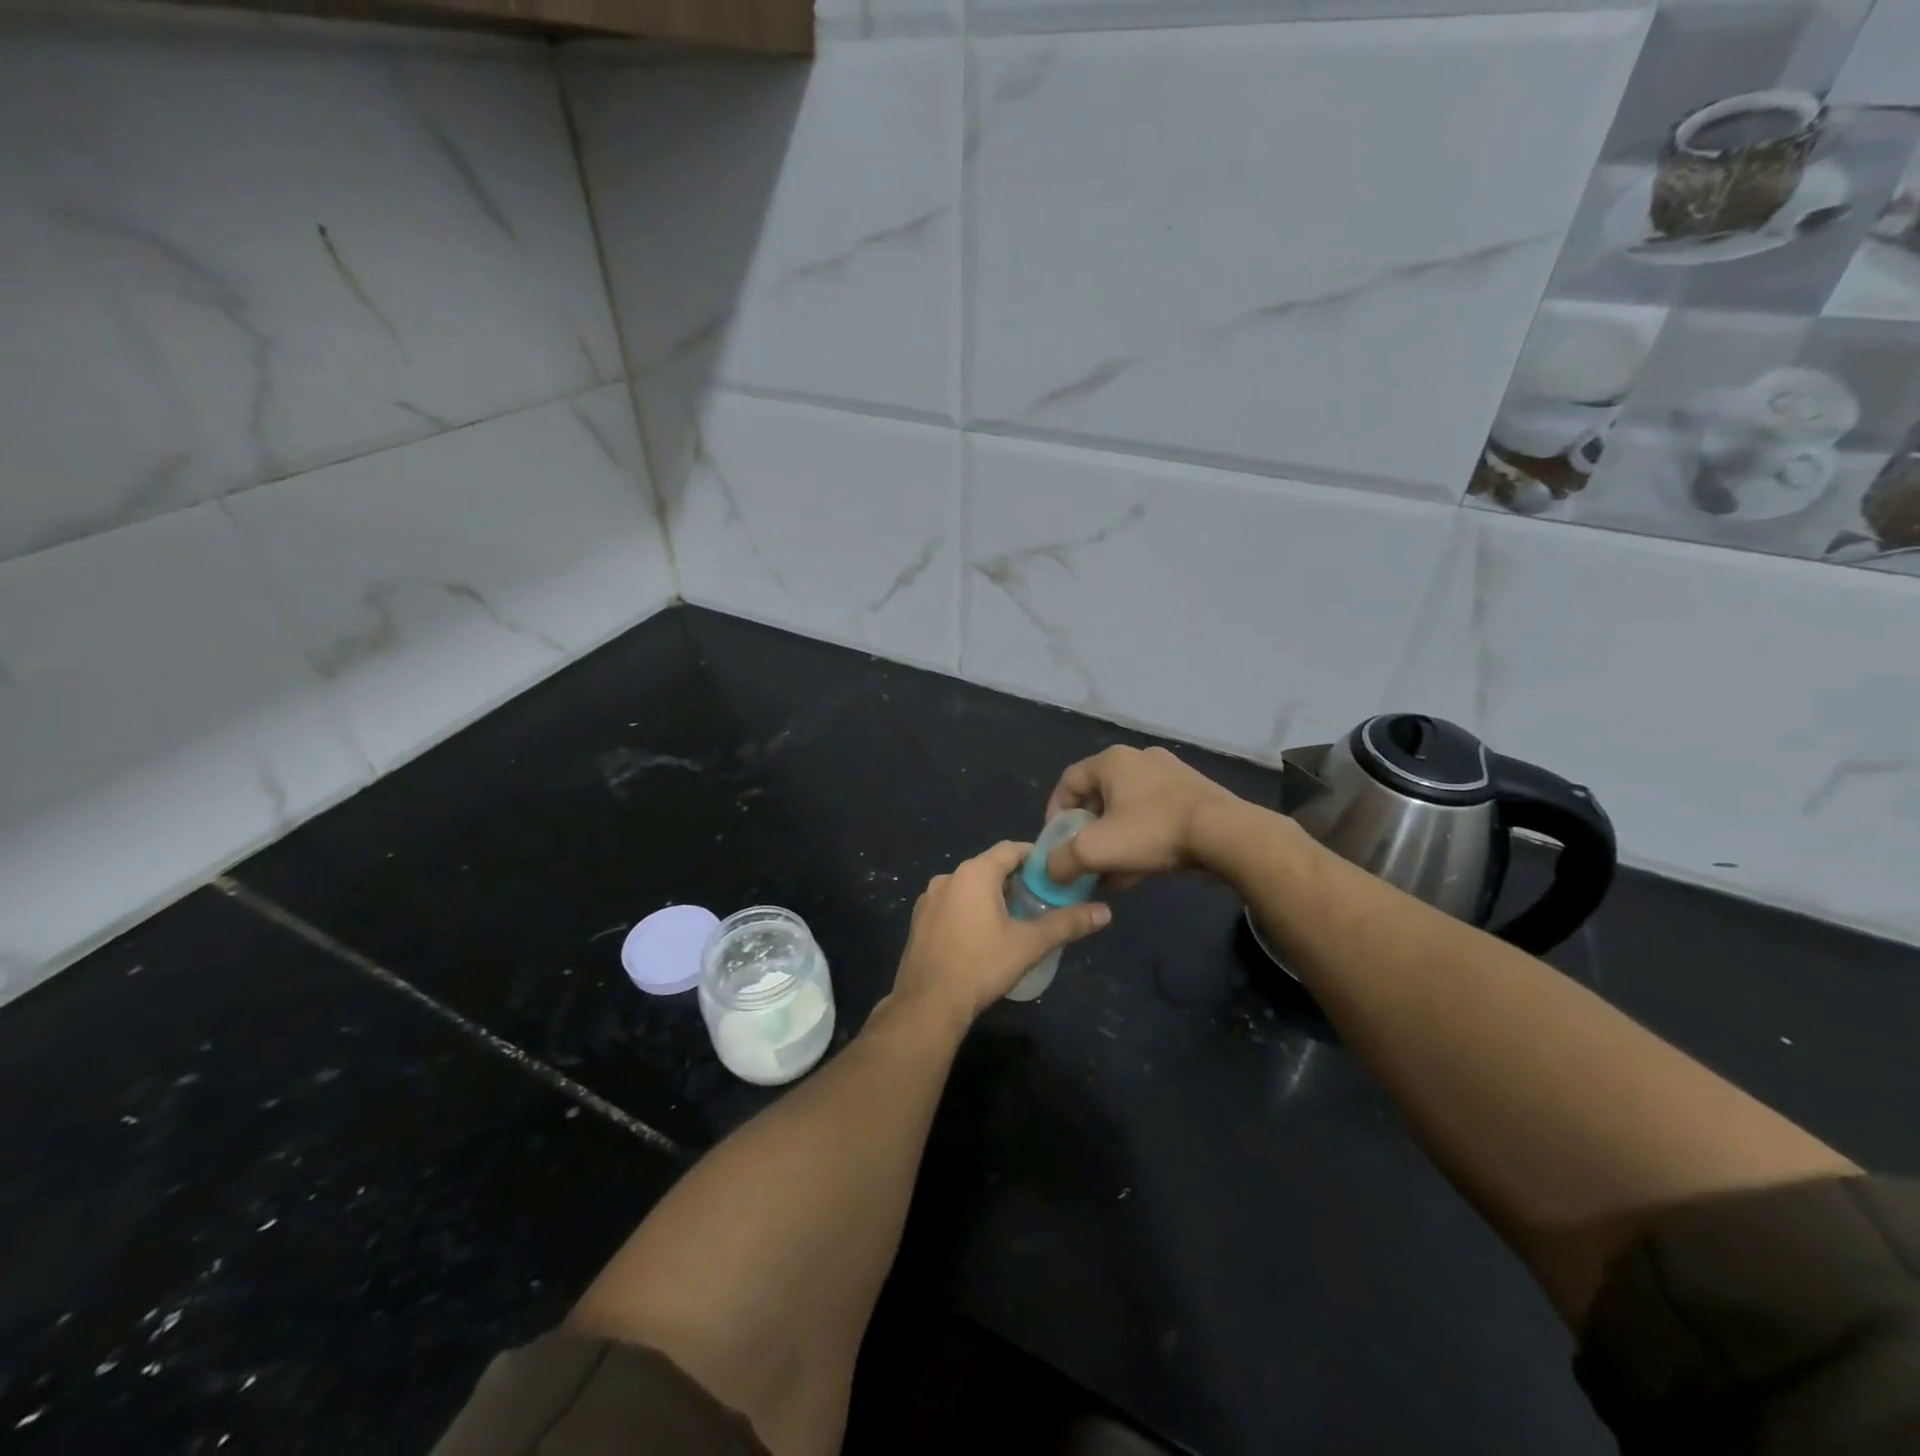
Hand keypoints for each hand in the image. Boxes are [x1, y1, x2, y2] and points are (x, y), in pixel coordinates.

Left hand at [890, 841, 1110, 1030]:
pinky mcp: (920, 919)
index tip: (1056, 874)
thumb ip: (1067, 924)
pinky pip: (952, 903)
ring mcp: (929, 898)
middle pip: (990, 866)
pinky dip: (970, 909)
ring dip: (992, 895)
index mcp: (974, 872)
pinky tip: (982, 936)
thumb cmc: (981, 966)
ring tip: (1016, 919)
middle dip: (1016, 879)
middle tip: (1041, 900)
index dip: (1037, 857)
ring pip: (970, 886)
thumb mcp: (1029, 944)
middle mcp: (948, 876)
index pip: (1012, 849)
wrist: (927, 1004)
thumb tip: (1105, 912)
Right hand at [1044, 746, 1240, 886]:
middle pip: (1099, 797)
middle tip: (1085, 860)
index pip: (1068, 781)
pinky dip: (1141, 838)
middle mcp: (1139, 758)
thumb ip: (1062, 860)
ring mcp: (1170, 773)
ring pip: (1128, 809)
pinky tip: (1141, 869)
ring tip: (1113, 873)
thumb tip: (1050, 870)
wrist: (1225, 834)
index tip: (1056, 843)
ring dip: (1114, 840)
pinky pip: (1154, 814)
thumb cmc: (1152, 832)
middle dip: (1088, 833)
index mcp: (1112, 761)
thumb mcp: (1095, 850)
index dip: (1055, 813)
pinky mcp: (1193, 792)